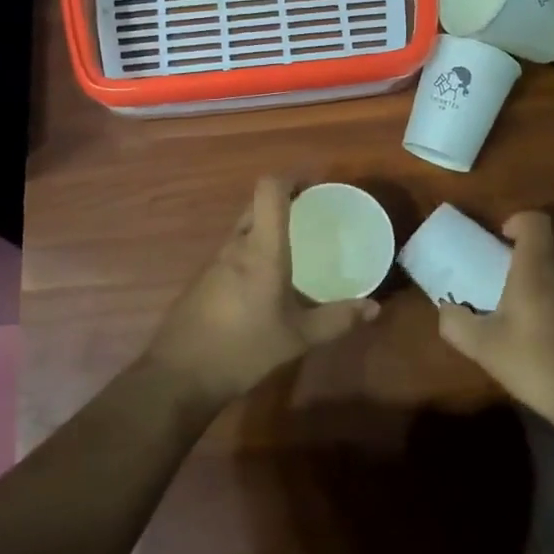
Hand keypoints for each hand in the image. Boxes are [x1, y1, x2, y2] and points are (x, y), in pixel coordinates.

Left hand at [148, 176, 379, 407]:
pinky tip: (266, 279)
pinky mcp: (203, 280)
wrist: (179, 376)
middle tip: (312, 215)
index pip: (269, 190)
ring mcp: (214, 262)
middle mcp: (236, 246)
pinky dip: (252, 251)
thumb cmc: (243, 349)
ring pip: (243, 229)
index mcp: (261, 249)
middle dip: (284, 202)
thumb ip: (336, 320)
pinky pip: (233, 251)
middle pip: (256, 205)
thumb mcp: (297, 338)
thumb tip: (373, 308)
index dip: (291, 178)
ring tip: (295, 245)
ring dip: (267, 227)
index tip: (315, 185)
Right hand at [437, 211, 553, 433]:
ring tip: (510, 301)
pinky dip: (549, 296)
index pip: (534, 220)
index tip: (498, 240)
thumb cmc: (537, 361)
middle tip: (495, 271)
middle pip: (546, 242)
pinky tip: (533, 328)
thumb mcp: (484, 346)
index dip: (516, 222)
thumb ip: (456, 323)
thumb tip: (447, 309)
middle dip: (520, 250)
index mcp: (537, 265)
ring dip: (535, 274)